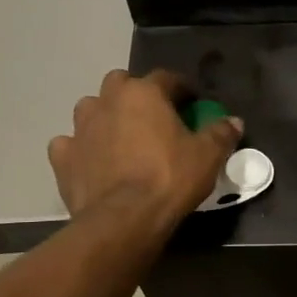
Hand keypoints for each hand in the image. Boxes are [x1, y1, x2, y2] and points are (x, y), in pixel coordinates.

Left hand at [48, 70, 240, 223]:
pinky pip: (69, 144)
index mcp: (143, 93)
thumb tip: (234, 121)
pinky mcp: (62, 157)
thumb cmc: (169, 179)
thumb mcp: (207, 156)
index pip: (166, 77)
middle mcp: (107, 101)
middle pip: (121, 83)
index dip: (182, 88)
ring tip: (120, 137)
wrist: (123, 219)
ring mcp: (80, 128)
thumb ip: (221, 133)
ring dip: (104, 116)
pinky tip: (91, 161)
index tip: (193, 102)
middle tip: (153, 117)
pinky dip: (80, 149)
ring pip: (90, 108)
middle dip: (136, 94)